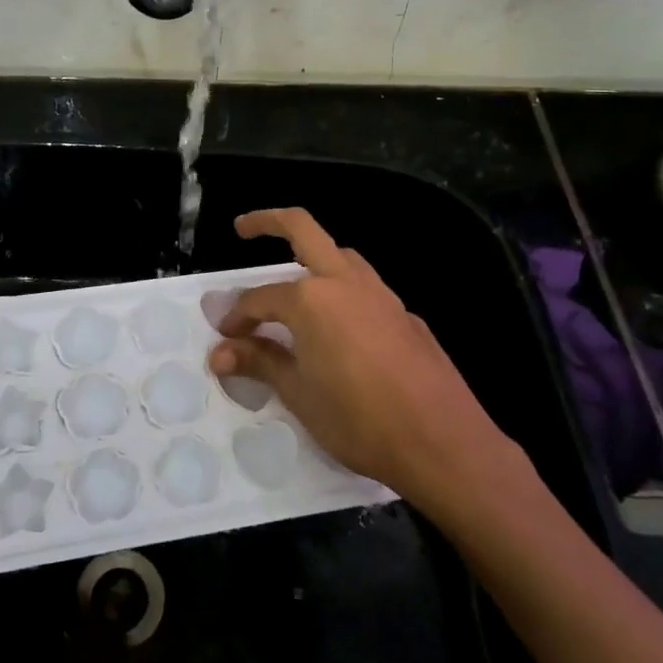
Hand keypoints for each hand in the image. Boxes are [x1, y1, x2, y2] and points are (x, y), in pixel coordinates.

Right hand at [206, 208, 519, 504]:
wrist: (442, 442)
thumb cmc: (358, 420)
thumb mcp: (299, 393)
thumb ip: (260, 362)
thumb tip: (220, 353)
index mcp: (311, 300)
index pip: (260, 299)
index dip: (237, 317)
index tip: (225, 339)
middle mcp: (345, 283)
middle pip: (303, 229)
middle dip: (269, 221)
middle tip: (243, 228)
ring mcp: (381, 295)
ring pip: (341, 255)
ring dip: (313, 257)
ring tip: (295, 287)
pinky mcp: (406, 315)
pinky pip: (366, 289)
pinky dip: (343, 292)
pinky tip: (341, 329)